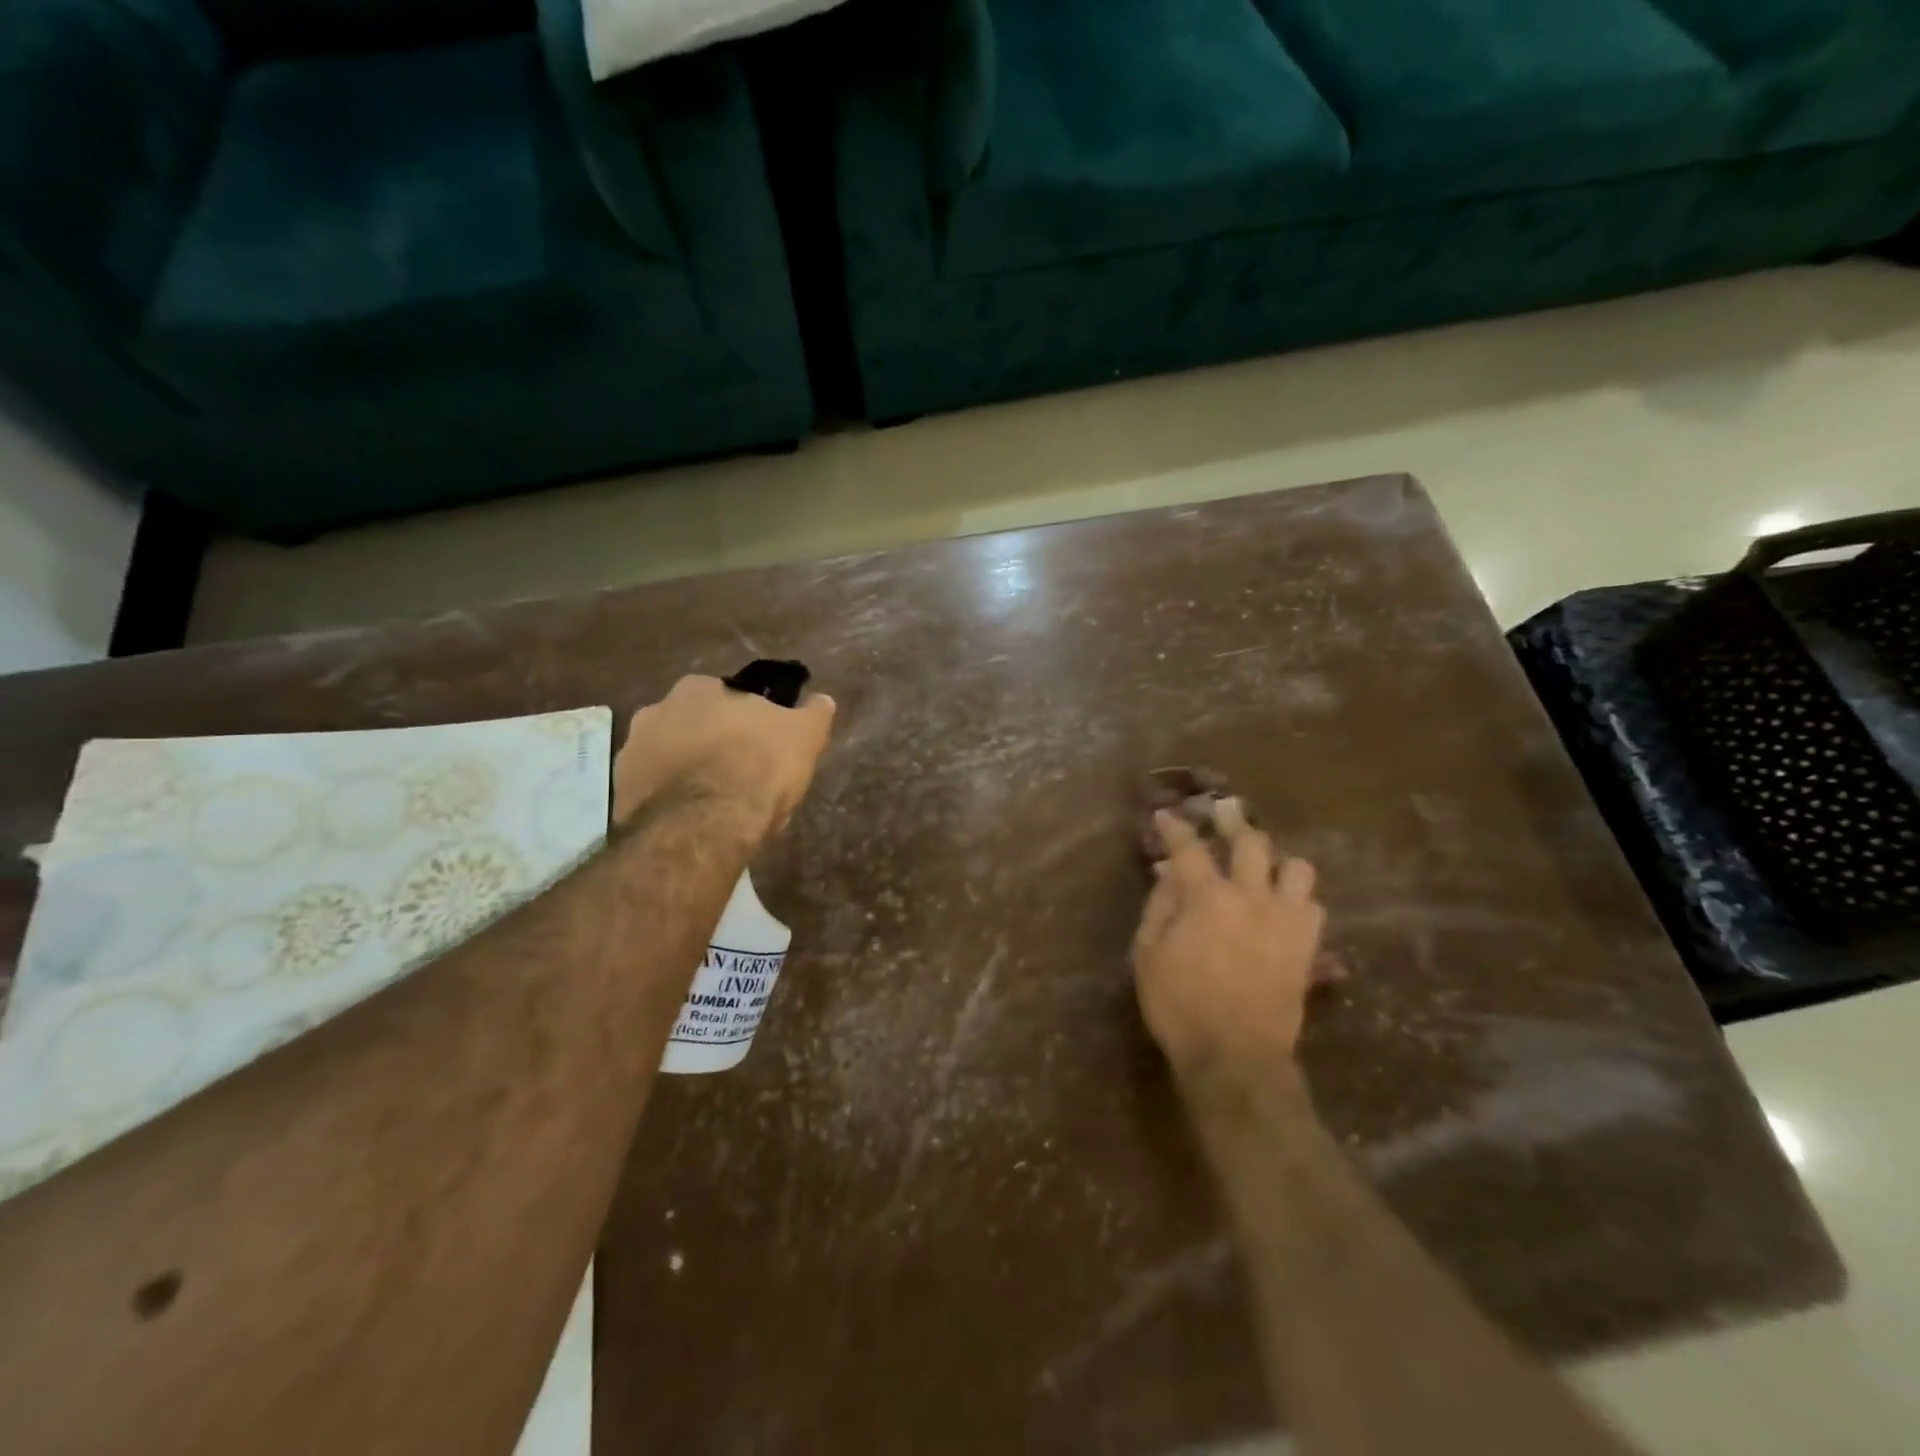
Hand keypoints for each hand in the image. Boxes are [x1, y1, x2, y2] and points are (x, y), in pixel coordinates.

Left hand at [612, 675, 835, 834]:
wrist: (705, 824)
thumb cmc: (758, 766)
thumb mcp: (804, 735)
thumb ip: (813, 713)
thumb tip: (822, 699)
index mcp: (698, 688)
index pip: (727, 697)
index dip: (748, 721)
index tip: (763, 744)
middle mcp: (655, 710)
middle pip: (694, 725)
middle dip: (713, 744)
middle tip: (741, 774)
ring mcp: (631, 752)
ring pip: (670, 758)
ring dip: (689, 772)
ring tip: (718, 804)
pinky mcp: (620, 793)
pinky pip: (654, 791)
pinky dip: (671, 801)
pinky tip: (696, 821)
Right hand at [1132, 798, 1326, 1072]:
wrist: (1235, 1057)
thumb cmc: (1179, 1005)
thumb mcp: (1148, 954)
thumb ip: (1160, 906)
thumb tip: (1169, 873)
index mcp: (1208, 898)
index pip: (1189, 848)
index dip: (1175, 828)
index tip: (1166, 816)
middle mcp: (1252, 897)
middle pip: (1251, 842)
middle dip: (1234, 821)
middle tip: (1224, 812)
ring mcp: (1286, 920)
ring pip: (1298, 868)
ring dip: (1278, 861)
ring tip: (1263, 865)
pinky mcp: (1307, 947)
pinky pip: (1315, 907)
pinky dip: (1298, 900)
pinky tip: (1284, 906)